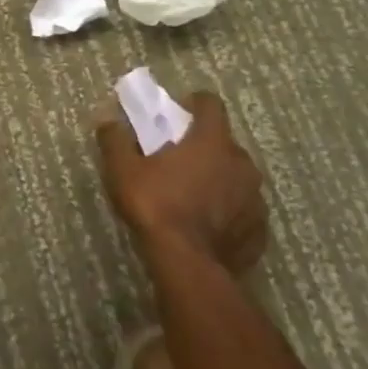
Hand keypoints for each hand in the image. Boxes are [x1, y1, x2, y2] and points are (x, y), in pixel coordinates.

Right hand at [95, 91, 266, 275]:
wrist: (189, 265)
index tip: (178, 112)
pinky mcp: (259, 229)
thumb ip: (115, 140)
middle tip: (178, 160)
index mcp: (211, 141)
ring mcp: (255, 197)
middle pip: (224, 142)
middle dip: (204, 146)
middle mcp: (241, 162)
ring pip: (237, 176)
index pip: (211, 104)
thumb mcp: (122, 170)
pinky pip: (243, 210)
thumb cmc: (156, 206)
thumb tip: (109, 121)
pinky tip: (206, 226)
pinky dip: (228, 212)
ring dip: (218, 179)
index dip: (194, 103)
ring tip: (193, 196)